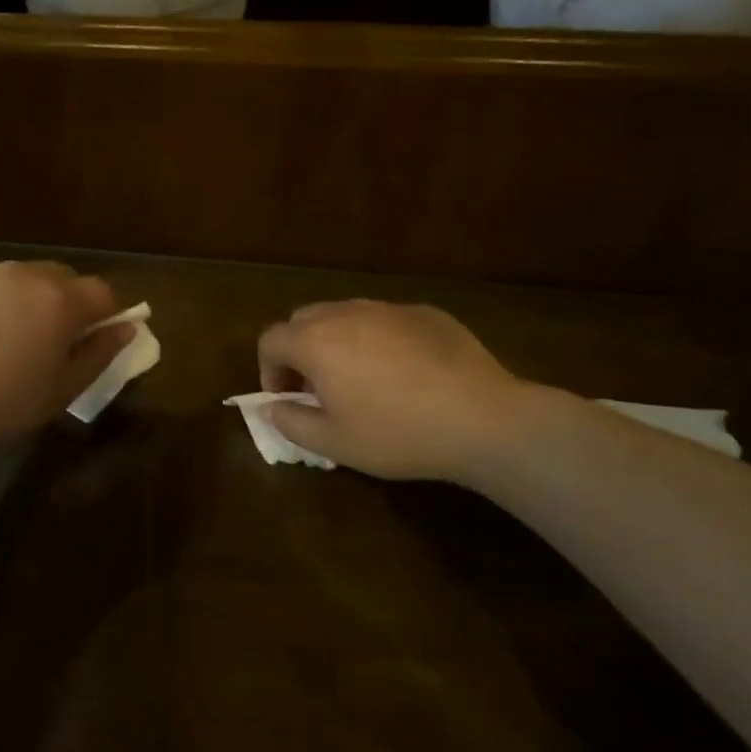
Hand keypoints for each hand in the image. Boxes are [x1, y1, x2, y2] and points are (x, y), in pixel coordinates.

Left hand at [0, 261, 128, 450]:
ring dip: (20, 298)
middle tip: (42, 342)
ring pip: (17, 277)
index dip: (103, 316)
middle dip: (63, 302)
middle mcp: (24, 272)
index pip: (103, 292)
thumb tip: (125, 328)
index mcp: (60, 300)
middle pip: (61, 278)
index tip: (87, 341)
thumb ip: (99, 354)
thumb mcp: (61, 391)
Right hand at [257, 300, 531, 481]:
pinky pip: (386, 320)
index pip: (271, 340)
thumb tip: (270, 408)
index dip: (268, 369)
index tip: (285, 398)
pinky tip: (405, 373)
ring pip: (345, 315)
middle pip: (303, 319)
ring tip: (361, 379)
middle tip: (317, 388)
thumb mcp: (335, 443)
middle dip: (299, 350)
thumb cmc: (398, 433)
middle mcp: (346, 313)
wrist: (482, 418)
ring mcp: (388, 308)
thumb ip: (291, 423)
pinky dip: (379, 339)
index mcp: (316, 342)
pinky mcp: (425, 312)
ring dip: (338, 342)